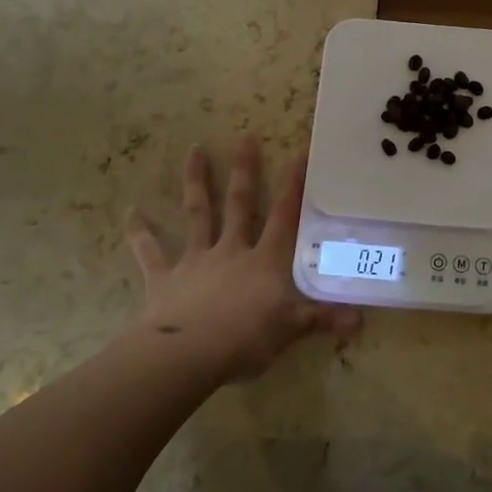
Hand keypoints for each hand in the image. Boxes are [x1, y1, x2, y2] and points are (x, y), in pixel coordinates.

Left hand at [124, 136, 360, 382]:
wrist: (187, 355)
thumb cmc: (245, 339)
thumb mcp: (291, 330)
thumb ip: (322, 320)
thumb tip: (361, 320)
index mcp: (264, 261)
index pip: (283, 217)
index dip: (292, 187)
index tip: (297, 154)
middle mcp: (231, 251)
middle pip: (239, 204)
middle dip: (244, 170)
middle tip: (245, 136)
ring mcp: (196, 261)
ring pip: (197, 214)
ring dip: (196, 182)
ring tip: (194, 150)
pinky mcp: (164, 279)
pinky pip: (150, 253)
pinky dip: (140, 233)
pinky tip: (130, 213)